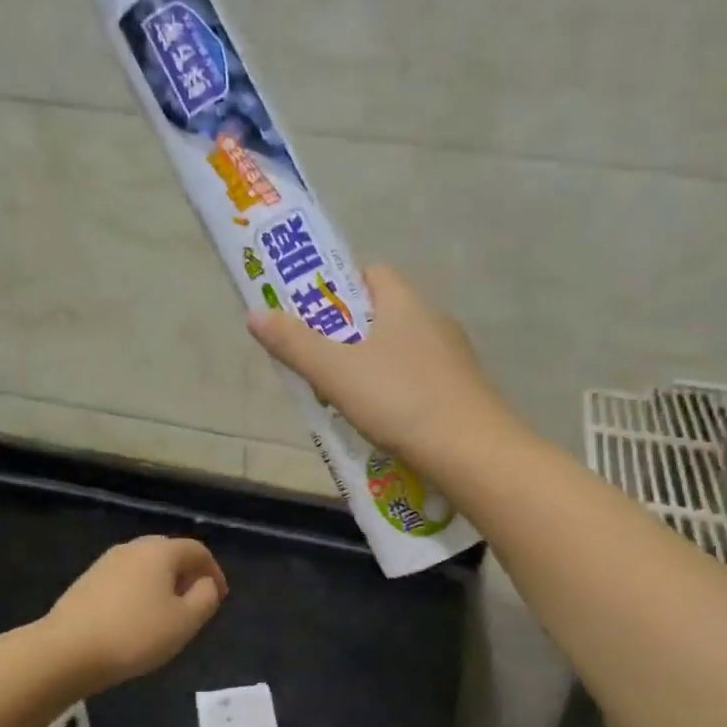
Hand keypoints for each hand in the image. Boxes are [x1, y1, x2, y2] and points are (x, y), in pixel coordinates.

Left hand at [44, 537, 227, 692]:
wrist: (66, 650)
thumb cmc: (135, 634)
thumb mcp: (185, 621)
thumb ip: (205, 598)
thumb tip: (206, 584)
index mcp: (160, 551)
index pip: (197, 551)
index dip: (214, 571)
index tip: (220, 597)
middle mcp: (133, 548)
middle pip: (169, 553)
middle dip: (187, 575)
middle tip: (196, 603)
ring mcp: (106, 562)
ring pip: (145, 566)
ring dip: (162, 584)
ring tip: (168, 614)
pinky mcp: (87, 581)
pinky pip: (126, 579)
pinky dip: (140, 592)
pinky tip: (137, 619)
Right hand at [247, 265, 510, 459]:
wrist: (472, 452)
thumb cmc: (400, 401)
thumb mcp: (336, 372)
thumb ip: (295, 344)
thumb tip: (255, 313)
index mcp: (405, 303)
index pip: (371, 273)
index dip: (339, 287)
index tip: (314, 315)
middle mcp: (434, 321)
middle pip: (384, 315)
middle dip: (350, 334)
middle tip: (320, 363)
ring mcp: (453, 358)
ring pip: (402, 351)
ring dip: (374, 368)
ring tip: (345, 400)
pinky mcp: (463, 392)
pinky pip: (420, 381)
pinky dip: (398, 394)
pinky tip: (384, 423)